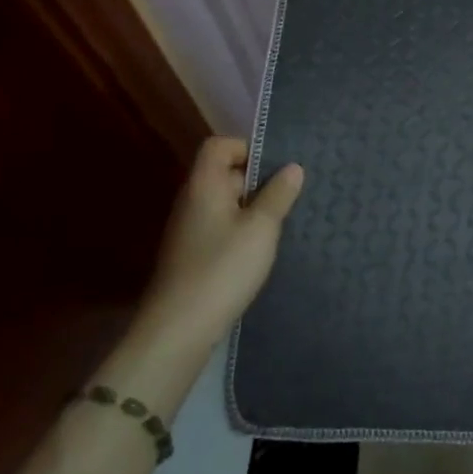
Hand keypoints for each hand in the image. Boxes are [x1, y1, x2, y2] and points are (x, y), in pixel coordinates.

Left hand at [138, 137, 304, 349]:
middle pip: (224, 173)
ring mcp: (190, 229)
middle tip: (290, 196)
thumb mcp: (261, 228)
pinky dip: (243, 230)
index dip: (248, 148)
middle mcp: (192, 201)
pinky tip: (262, 249)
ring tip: (282, 222)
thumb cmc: (223, 268)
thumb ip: (278, 194)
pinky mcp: (193, 254)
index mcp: (204, 185)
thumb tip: (293, 167)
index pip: (219, 146)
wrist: (179, 328)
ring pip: (226, 203)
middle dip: (258, 180)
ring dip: (253, 208)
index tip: (277, 168)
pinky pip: (222, 227)